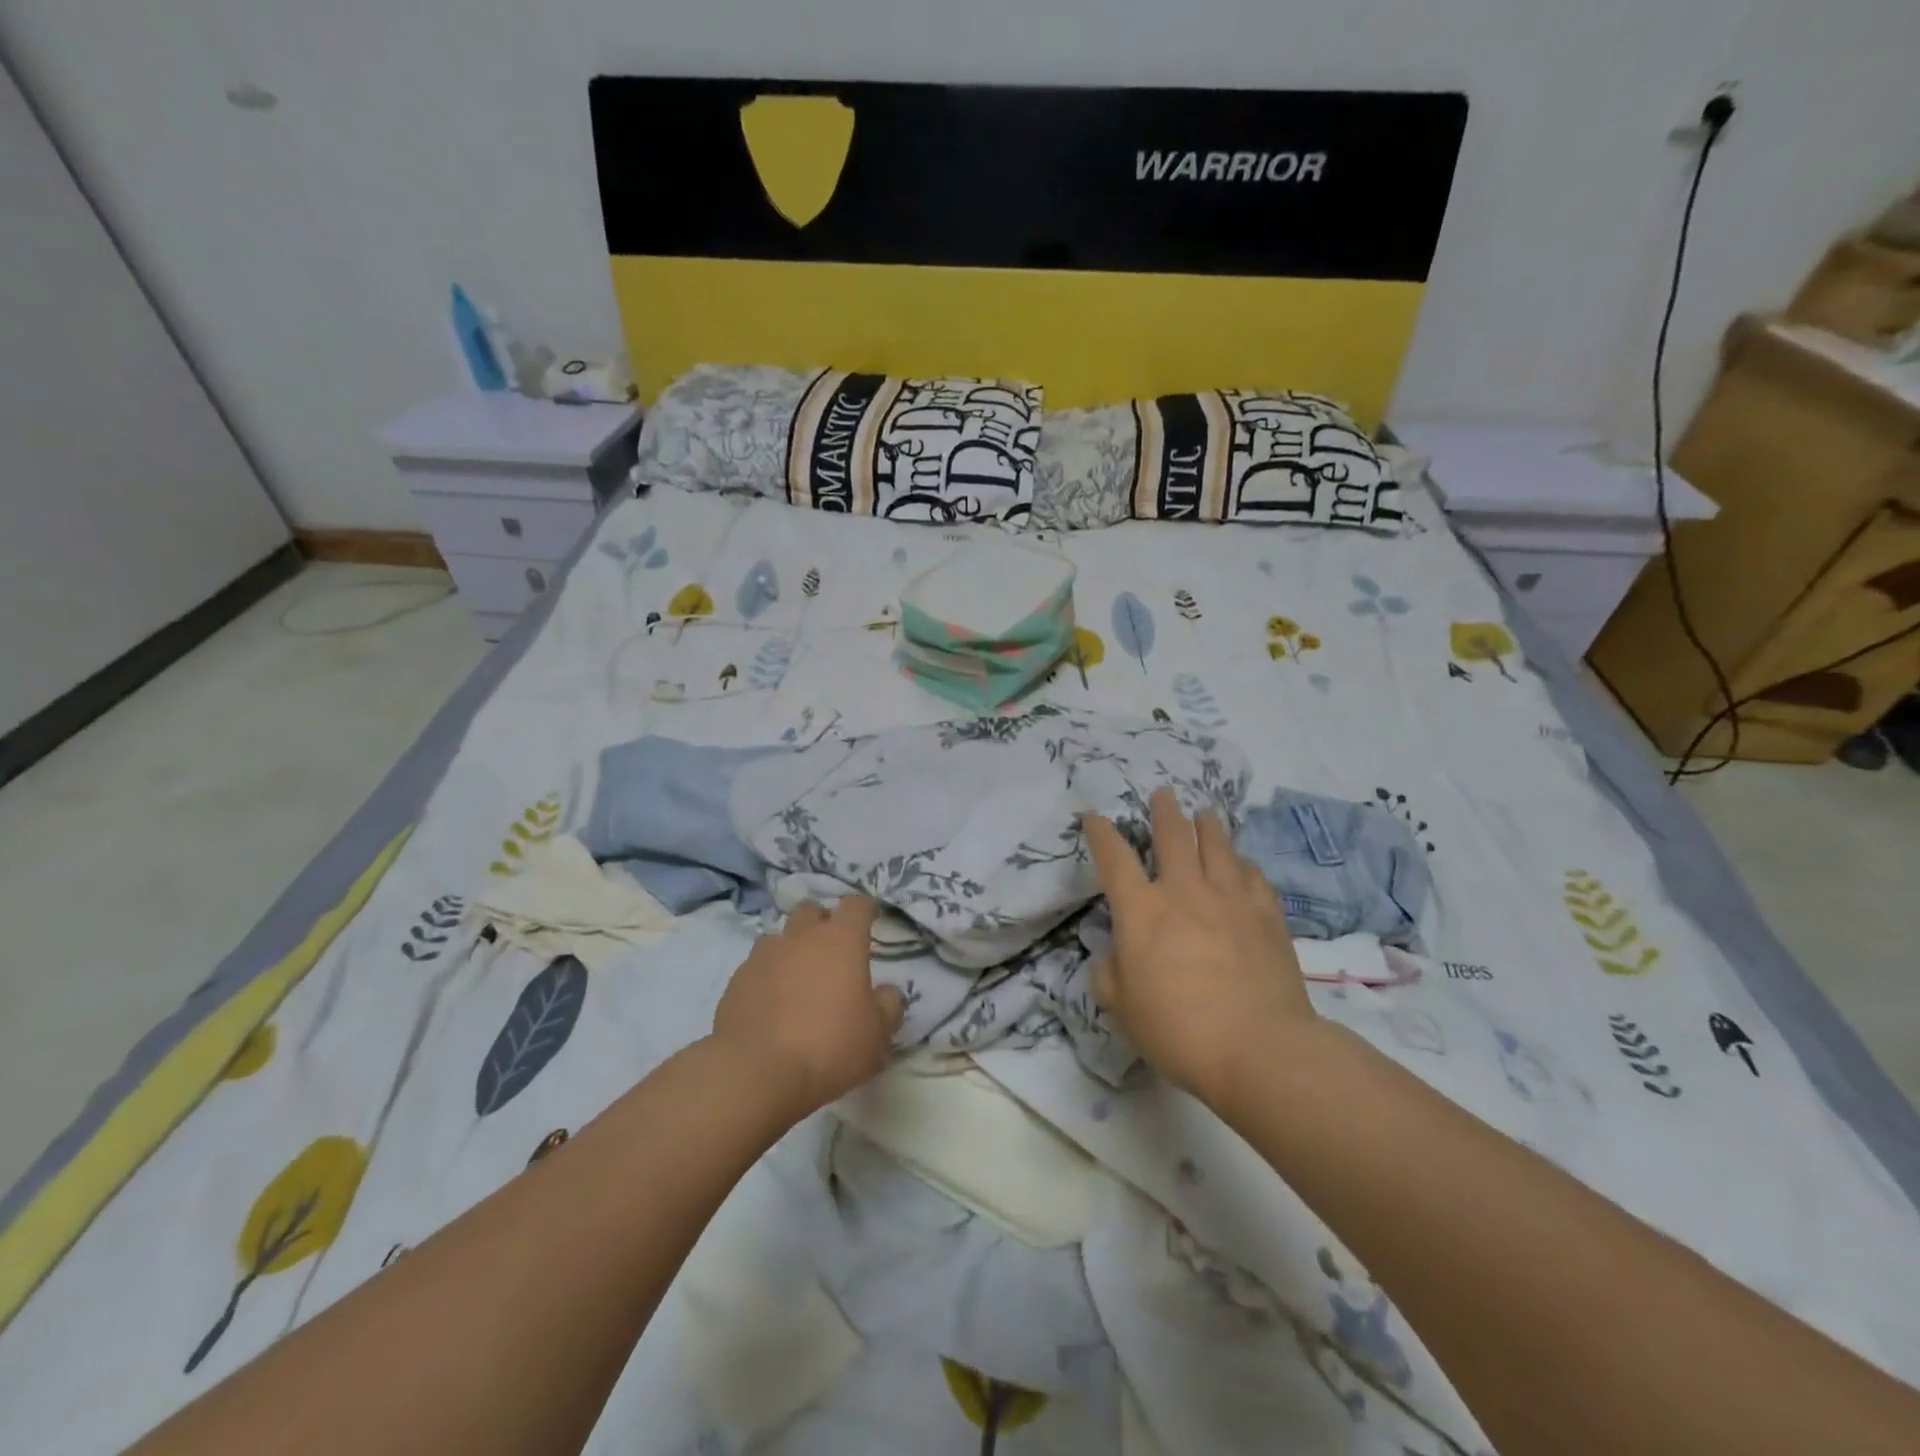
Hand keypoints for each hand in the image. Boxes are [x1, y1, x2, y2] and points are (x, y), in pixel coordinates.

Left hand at [713, 896, 904, 1116]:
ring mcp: (764, 955)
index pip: (856, 904)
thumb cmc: (829, 1047)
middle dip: (823, 921)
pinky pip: (757, 964)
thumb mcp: (877, 1035)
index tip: (871, 916)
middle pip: (812, 911)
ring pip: (781, 935)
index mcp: (842, 940)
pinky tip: (771, 1001)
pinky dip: (768, 974)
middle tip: (832, 948)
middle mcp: (802, 937)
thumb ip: (888, 1006)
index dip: (865, 908)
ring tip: (798, 975)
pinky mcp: (737, 979)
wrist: (756, 1072)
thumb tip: (887, 992)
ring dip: (792, 946)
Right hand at [1085, 788, 1315, 1099]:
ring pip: (1218, 846)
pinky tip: (1243, 865)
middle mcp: (1185, 891)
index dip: (1101, 833)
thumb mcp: (1123, 1010)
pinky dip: (1243, 864)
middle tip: (1163, 795)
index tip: (1095, 817)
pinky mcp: (1267, 915)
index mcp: (1142, 911)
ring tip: (1204, 814)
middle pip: (1173, 836)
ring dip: (1207, 826)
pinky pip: (1254, 876)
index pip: (1114, 858)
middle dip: (1164, 812)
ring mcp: (1230, 899)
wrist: (1260, 1048)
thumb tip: (1113, 956)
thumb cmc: (1179, 1031)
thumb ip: (1110, 975)